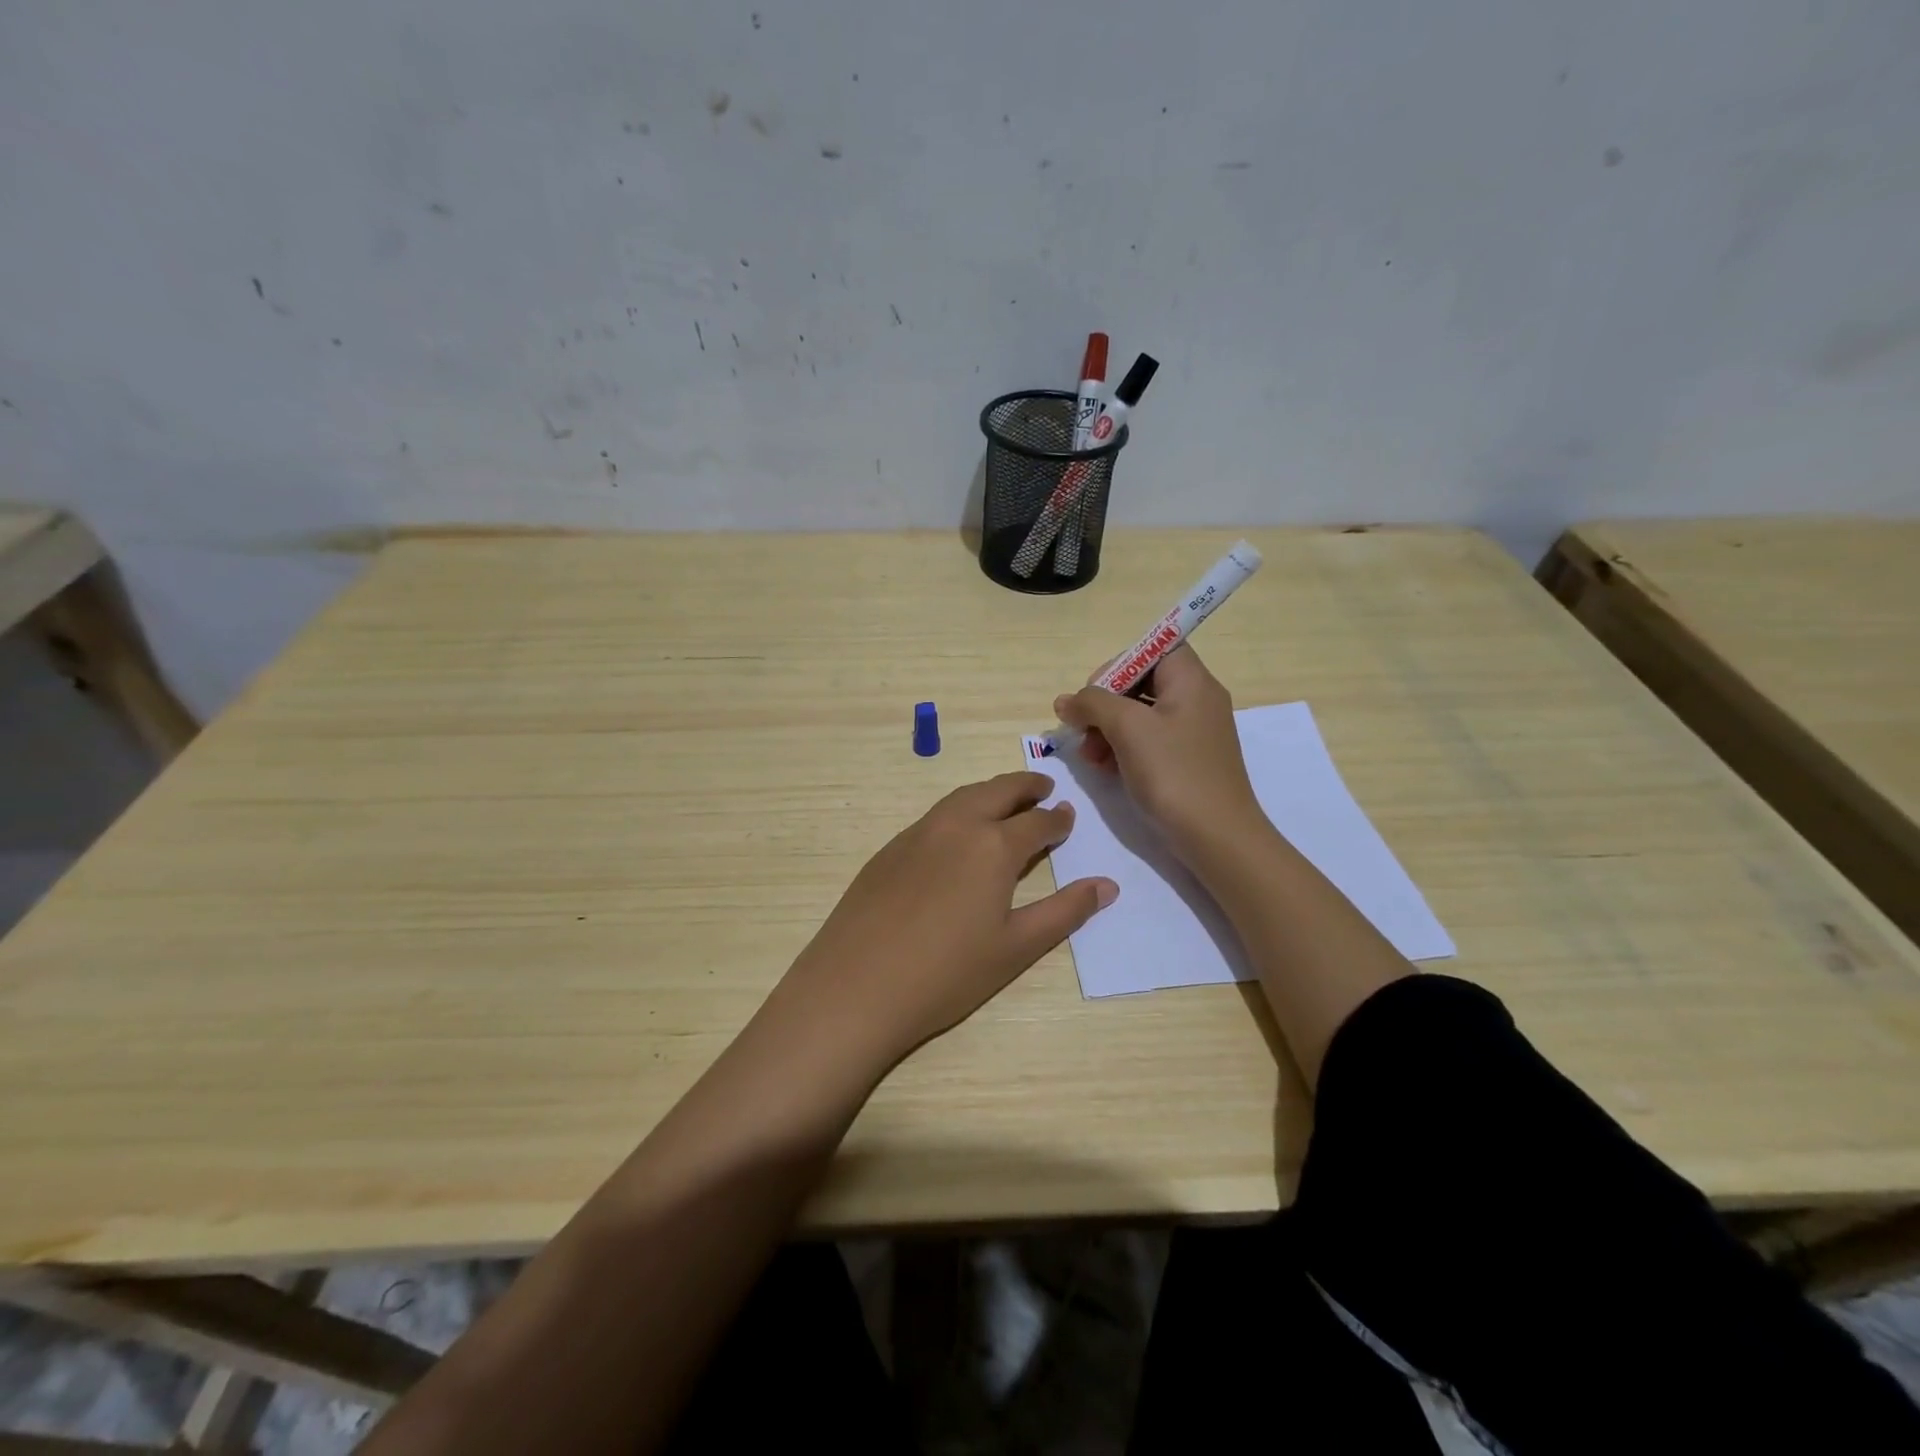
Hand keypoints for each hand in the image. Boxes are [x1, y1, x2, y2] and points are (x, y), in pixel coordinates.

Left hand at [771, 773, 1116, 1070]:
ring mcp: (917, 833)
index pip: (1037, 821)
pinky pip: (934, 816)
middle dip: (1025, 786)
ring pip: (962, 797)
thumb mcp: (1016, 947)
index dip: (1057, 819)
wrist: (856, 986)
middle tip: (1043, 788)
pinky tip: (958, 833)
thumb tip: (1107, 885)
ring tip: (1006, 801)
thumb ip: (1064, 912)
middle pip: (998, 791)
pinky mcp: (889, 848)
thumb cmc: (947, 974)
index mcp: (994, 846)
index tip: (1068, 816)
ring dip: (990, 792)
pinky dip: (959, 810)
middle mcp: (957, 826)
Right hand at [1055, 645, 1264, 861]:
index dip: (1120, 663)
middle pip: (1142, 682)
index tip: (1095, 692)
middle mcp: (1197, 699)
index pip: (1155, 647)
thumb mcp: (1127, 729)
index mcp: (1191, 681)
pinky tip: (1106, 769)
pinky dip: (1124, 748)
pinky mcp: (1187, 760)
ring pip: (1141, 714)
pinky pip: (1149, 740)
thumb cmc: (1174, 773)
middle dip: (1105, 703)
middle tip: (1082, 729)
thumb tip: (1066, 701)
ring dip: (1108, 729)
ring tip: (1089, 757)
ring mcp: (1193, 732)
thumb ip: (1092, 704)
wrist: (1217, 838)